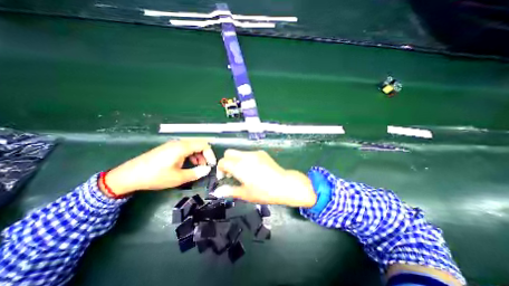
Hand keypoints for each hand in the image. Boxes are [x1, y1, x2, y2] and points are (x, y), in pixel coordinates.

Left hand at [100, 138, 215, 196]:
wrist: (129, 176)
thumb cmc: (155, 176)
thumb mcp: (178, 178)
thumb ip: (196, 173)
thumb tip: (207, 170)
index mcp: (182, 147)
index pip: (204, 145)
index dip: (210, 154)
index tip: (211, 165)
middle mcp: (179, 143)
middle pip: (199, 144)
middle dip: (205, 155)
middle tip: (205, 167)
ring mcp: (172, 145)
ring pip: (192, 146)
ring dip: (198, 156)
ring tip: (198, 167)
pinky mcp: (168, 148)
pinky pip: (185, 149)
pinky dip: (190, 155)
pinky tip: (188, 164)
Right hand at [211, 150, 314, 207]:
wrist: (284, 184)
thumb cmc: (264, 192)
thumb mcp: (245, 194)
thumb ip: (229, 191)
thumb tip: (217, 192)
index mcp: (239, 166)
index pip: (222, 161)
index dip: (220, 170)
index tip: (224, 178)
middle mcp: (245, 156)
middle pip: (229, 152)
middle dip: (226, 161)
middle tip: (232, 173)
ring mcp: (255, 153)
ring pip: (239, 152)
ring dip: (236, 160)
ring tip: (243, 172)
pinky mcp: (262, 153)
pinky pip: (249, 153)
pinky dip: (246, 159)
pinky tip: (253, 169)